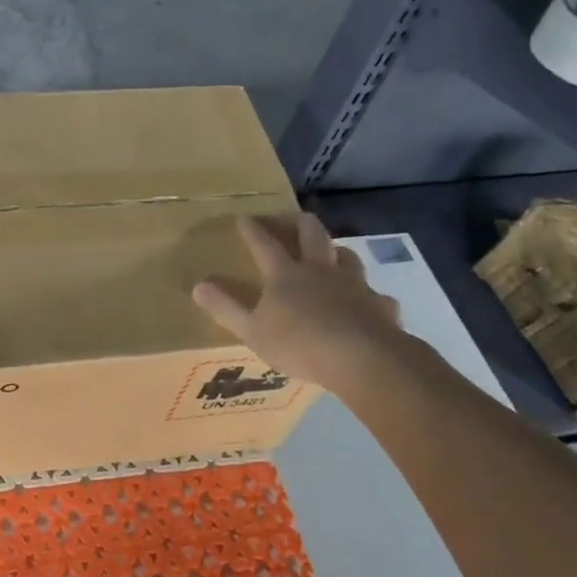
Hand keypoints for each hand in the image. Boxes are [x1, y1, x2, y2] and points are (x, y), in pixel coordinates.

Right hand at [191, 213, 403, 387]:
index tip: (243, 217)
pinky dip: (369, 296)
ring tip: (332, 254)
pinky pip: (375, 295)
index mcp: (285, 275)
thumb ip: (225, 308)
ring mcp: (353, 285)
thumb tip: (197, 286)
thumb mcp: (252, 330)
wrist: (362, 358)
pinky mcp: (379, 306)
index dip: (252, 230)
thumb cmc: (299, 343)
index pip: (263, 244)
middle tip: (295, 218)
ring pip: (346, 257)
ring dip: (337, 252)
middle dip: (301, 223)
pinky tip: (369, 304)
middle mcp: (319, 271)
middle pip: (312, 235)